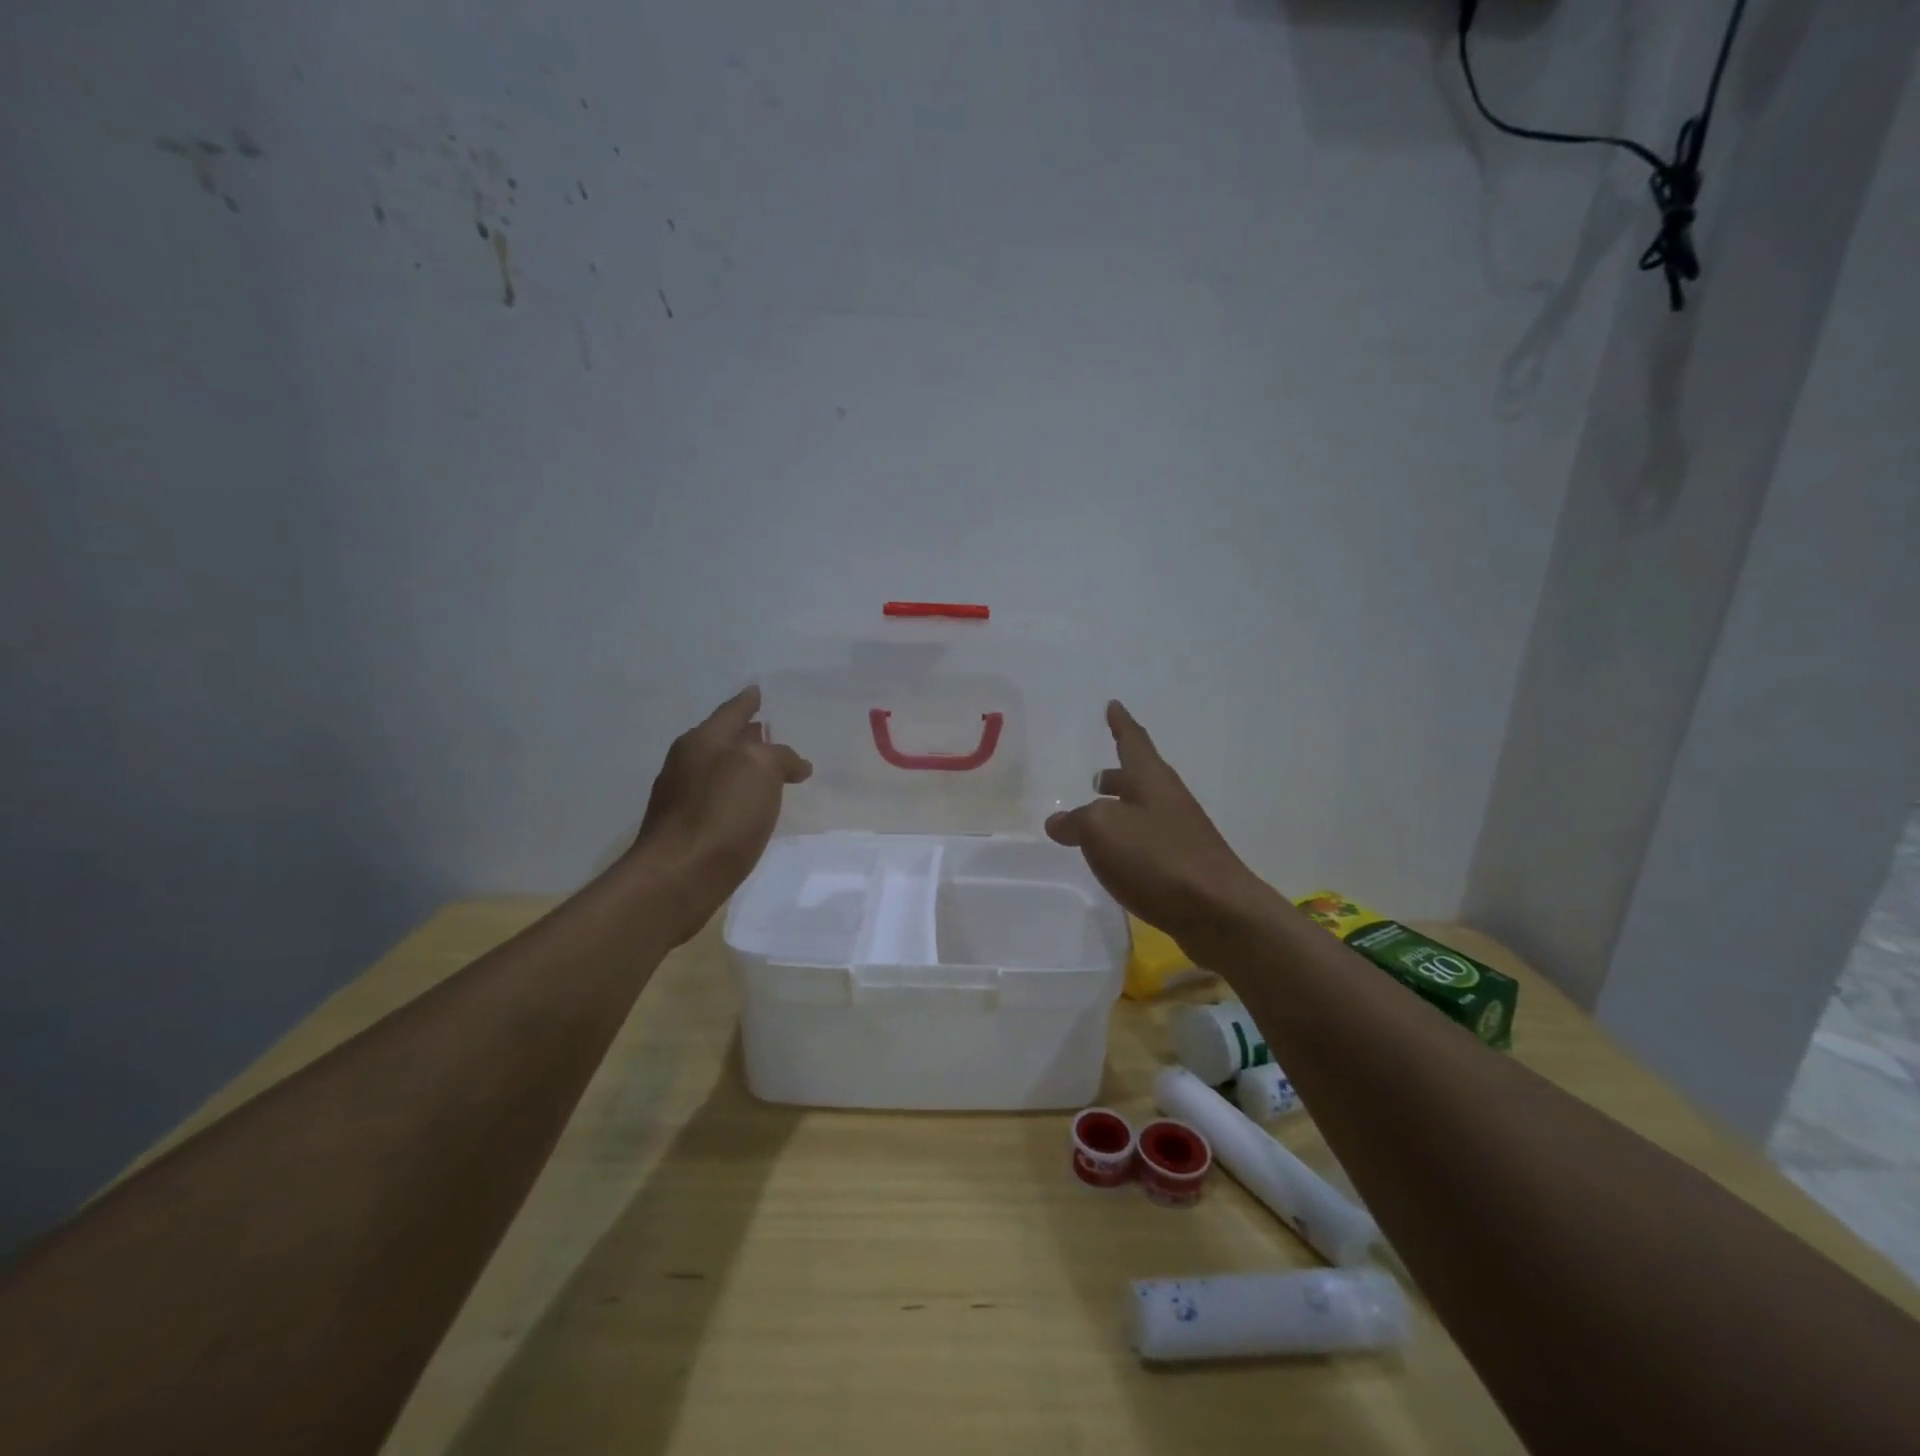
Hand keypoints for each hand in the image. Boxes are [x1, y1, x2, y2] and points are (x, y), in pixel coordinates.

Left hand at [626, 687, 811, 940]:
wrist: (678, 878)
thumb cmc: (721, 814)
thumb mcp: (760, 770)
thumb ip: (779, 757)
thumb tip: (793, 765)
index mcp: (702, 741)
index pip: (732, 711)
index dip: (749, 701)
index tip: (759, 691)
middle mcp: (687, 763)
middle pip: (723, 740)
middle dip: (748, 735)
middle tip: (775, 732)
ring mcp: (681, 797)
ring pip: (720, 771)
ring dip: (744, 768)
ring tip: (772, 771)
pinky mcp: (685, 829)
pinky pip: (719, 800)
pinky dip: (738, 796)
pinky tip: (754, 808)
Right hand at [1045, 701, 1271, 954]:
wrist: (1218, 910)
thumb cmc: (1157, 858)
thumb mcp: (1101, 831)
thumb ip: (1075, 822)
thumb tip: (1058, 822)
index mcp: (1150, 779)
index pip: (1132, 740)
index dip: (1120, 723)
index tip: (1113, 705)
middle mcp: (1168, 799)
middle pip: (1140, 777)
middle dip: (1117, 774)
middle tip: (1096, 776)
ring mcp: (1180, 832)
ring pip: (1143, 810)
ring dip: (1121, 807)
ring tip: (1096, 817)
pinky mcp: (1184, 864)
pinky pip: (1148, 840)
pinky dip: (1128, 839)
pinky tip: (1115, 857)